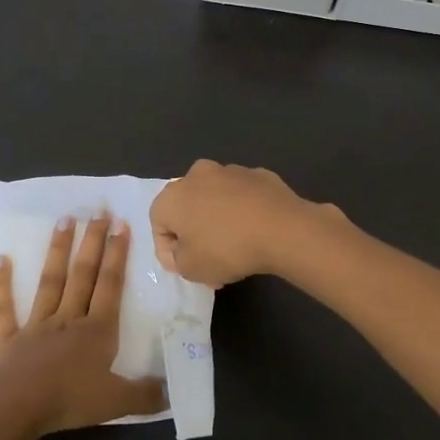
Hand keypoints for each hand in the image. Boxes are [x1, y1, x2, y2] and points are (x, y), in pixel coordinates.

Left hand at [0, 214, 165, 436]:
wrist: (15, 409)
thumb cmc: (69, 401)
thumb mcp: (117, 402)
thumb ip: (145, 396)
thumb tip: (171, 393)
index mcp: (97, 330)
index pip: (110, 285)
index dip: (117, 254)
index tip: (121, 224)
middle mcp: (68, 318)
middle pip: (83, 274)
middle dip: (93, 241)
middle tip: (98, 210)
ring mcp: (36, 325)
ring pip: (50, 281)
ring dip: (58, 250)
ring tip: (65, 219)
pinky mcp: (9, 338)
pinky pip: (5, 308)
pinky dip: (2, 284)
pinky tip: (1, 259)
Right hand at [150, 160, 342, 286]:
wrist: (281, 228)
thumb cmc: (227, 249)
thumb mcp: (190, 269)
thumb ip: (177, 259)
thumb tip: (184, 249)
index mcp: (172, 196)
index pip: (158, 224)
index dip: (168, 251)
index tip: (185, 269)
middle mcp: (197, 175)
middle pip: (187, 207)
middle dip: (194, 233)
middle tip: (208, 260)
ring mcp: (230, 171)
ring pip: (215, 199)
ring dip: (218, 220)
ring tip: (235, 248)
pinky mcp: (258, 174)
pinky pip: (242, 196)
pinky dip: (243, 211)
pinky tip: (256, 231)